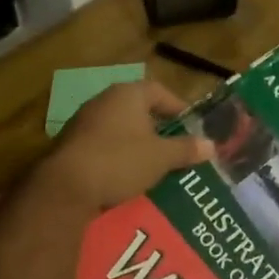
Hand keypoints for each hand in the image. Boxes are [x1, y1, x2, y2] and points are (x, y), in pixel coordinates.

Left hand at [41, 80, 213, 212]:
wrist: (66, 187)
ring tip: (154, 164)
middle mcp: (104, 100)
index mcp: (128, 94)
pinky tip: (126, 175)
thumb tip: (212, 145)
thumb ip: (187, 149)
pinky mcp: (70, 144)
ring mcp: (84, 121)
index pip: (160, 91)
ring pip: (120, 128)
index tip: (192, 128)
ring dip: (137, 142)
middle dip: (158, 128)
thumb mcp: (162, 157)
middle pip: (139, 109)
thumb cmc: (121, 161)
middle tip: (176, 147)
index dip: (178, 108)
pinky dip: (117, 155)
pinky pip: (103, 144)